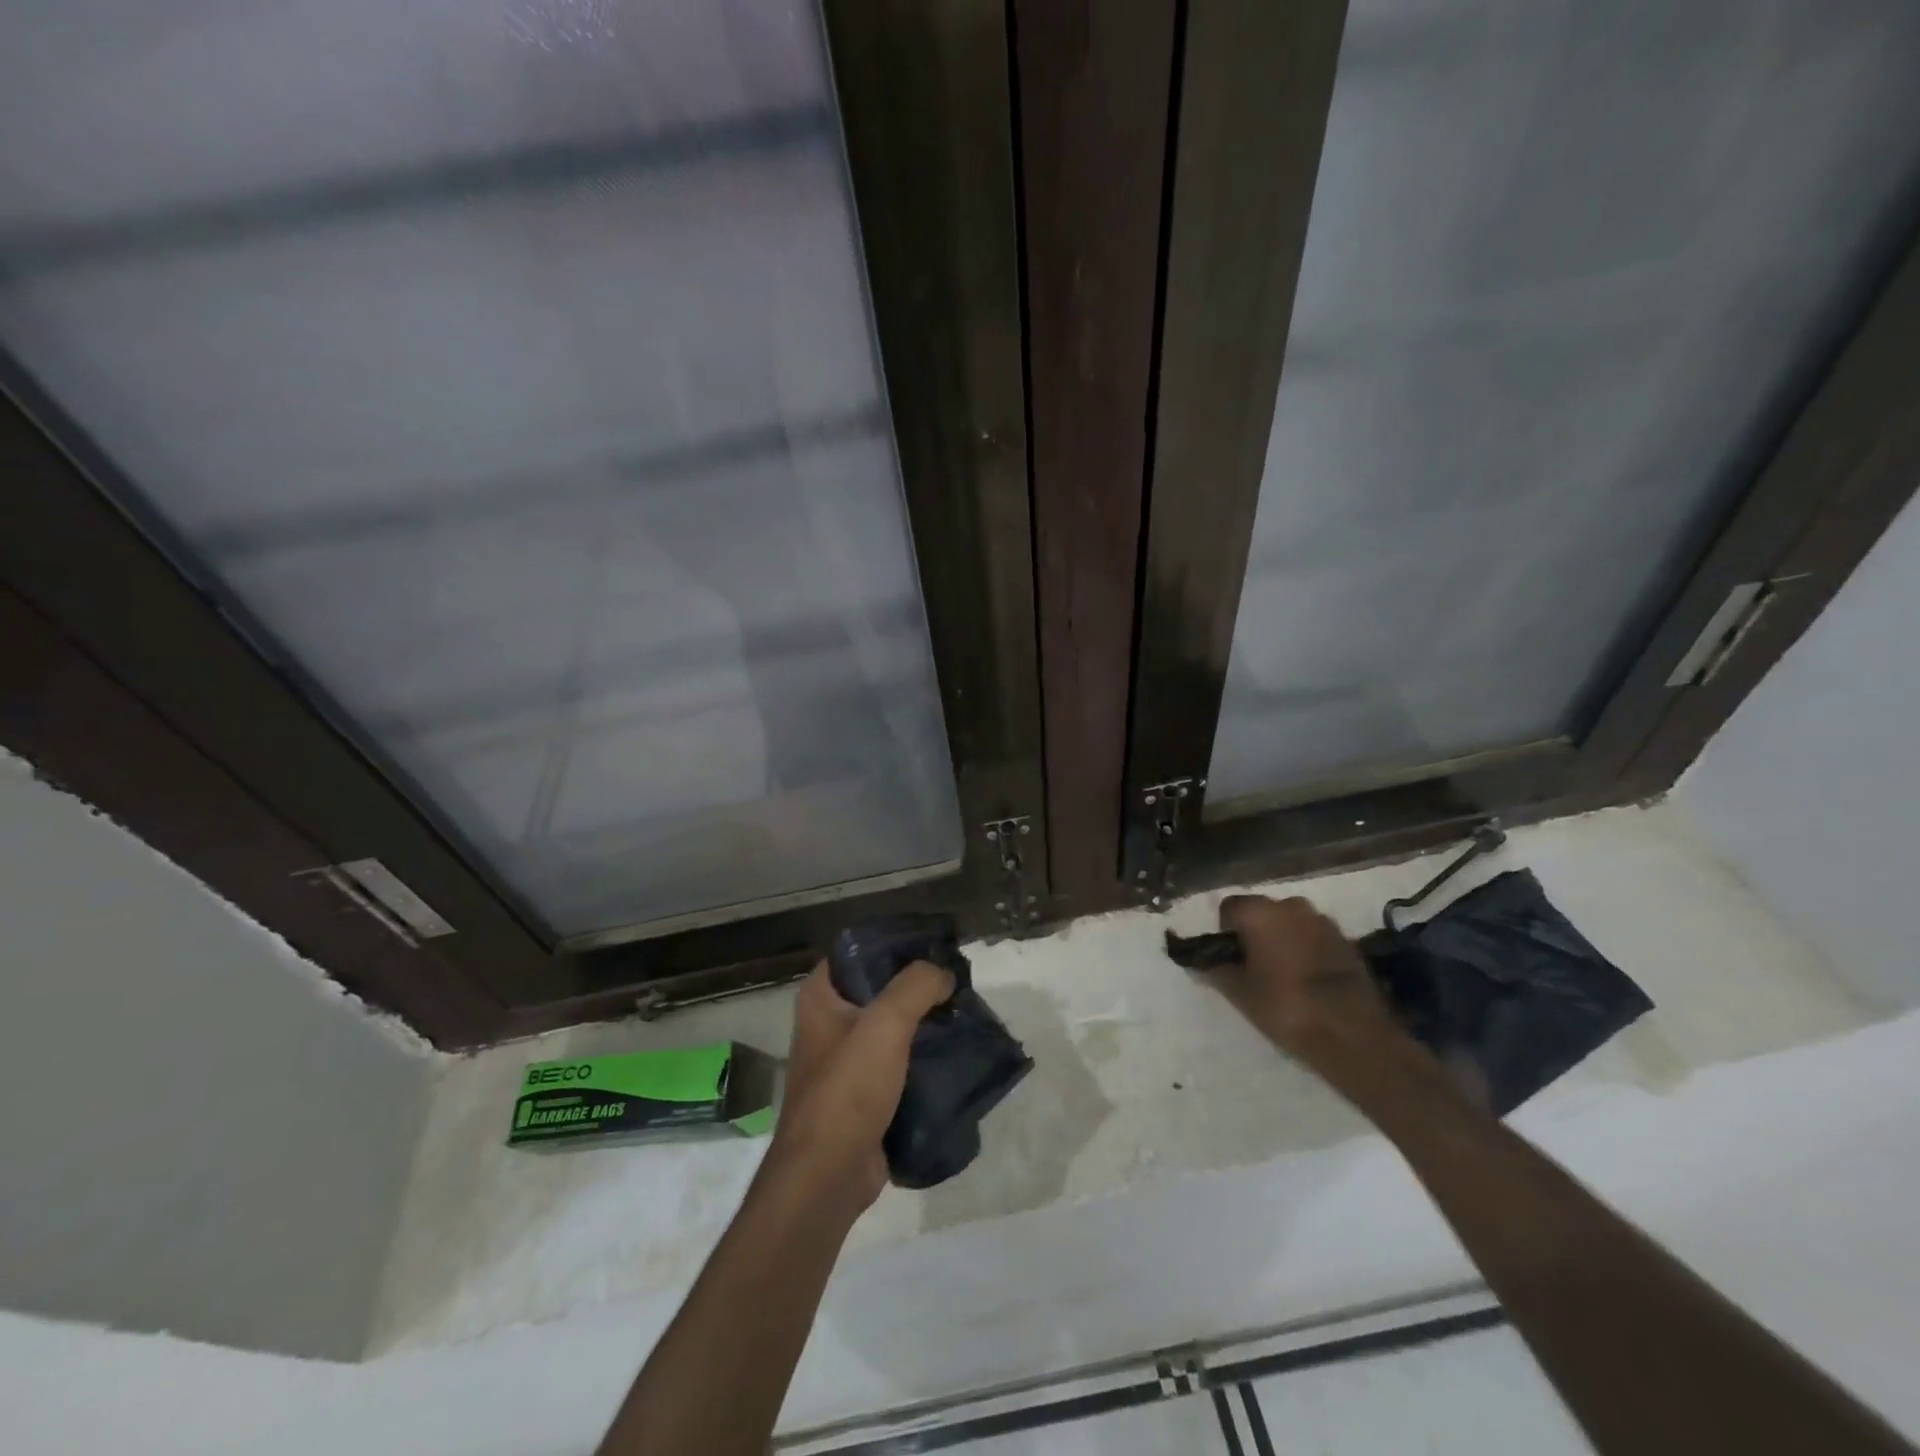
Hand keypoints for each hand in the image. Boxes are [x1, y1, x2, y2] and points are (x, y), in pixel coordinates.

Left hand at [760, 959, 954, 1219]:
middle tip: (957, 980)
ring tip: (962, 1013)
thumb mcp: (886, 1023)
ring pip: (893, 1026)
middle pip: (879, 987)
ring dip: (924, 1021)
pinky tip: (954, 1051)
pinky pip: (899, 1061)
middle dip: (917, 984)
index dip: (895, 943)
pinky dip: (923, 1056)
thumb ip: (917, 985)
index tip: (934, 944)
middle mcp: (829, 1021)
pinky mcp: (865, 1092)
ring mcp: (846, 1059)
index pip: (858, 950)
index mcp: (821, 996)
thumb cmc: (848, 1089)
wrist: (828, 1176)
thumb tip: (944, 973)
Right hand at [1206, 894, 1410, 1075]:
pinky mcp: (1347, 939)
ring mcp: (1322, 920)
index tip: (1231, 959)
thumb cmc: (1285, 1006)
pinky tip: (1310, 979)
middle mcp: (1290, 904)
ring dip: (1283, 939)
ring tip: (1284, 975)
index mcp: (1259, 911)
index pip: (1228, 908)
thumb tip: (1201, 961)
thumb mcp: (1239, 993)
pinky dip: (1307, 949)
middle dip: (1255, 933)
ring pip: (1290, 923)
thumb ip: (1216, 970)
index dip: (1225, 932)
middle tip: (1254, 968)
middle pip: (1261, 912)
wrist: (1352, 1032)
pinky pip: (1314, 936)